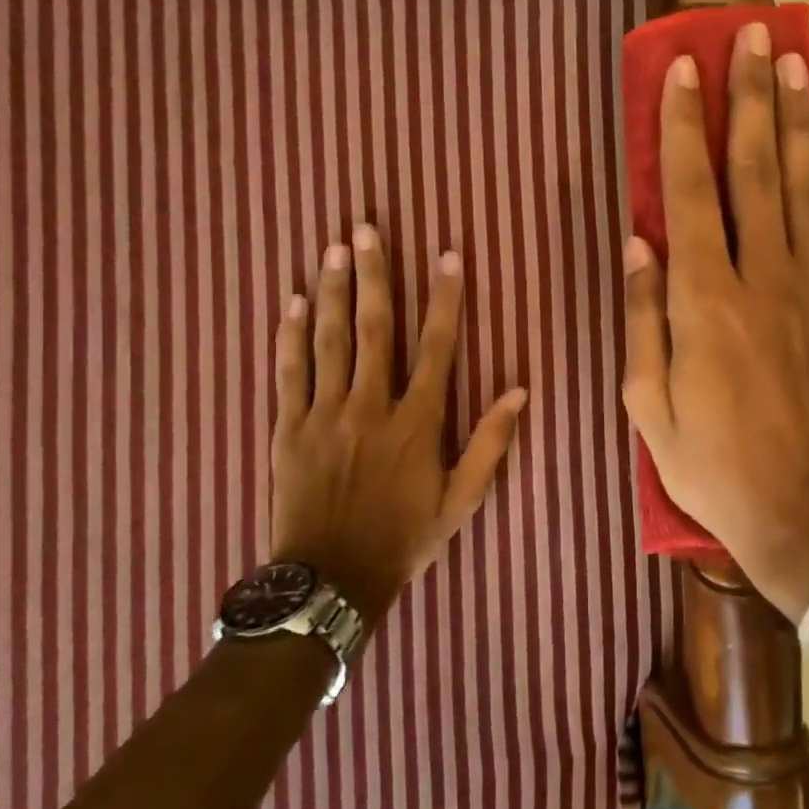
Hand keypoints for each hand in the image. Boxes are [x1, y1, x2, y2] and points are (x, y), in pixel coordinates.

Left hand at [272, 223, 526, 624]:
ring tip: (332, 249)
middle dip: (373, 275)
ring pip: (328, 340)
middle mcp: (369, 406)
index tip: (447, 256)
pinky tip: (291, 302)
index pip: (435, 346)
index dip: (444, 298)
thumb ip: (490, 443)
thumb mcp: (462, 500)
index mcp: (416, 421)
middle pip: (372, 328)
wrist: (330, 579)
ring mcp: (324, 414)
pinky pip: (289, 372)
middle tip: (365, 229)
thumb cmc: (404, 538)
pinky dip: (289, 335)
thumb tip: (520, 391)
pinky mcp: (288, 428)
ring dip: (330, 291)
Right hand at [621, 22, 808, 621]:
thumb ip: (643, 319)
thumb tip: (637, 244)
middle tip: (748, 37)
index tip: (683, 69)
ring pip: (803, 187)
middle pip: (755, 171)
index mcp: (704, 304)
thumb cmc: (716, 467)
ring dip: (796, 122)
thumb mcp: (650, 407)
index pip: (690, 194)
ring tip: (792, 65)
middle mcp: (762, 280)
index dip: (683, 127)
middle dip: (747, 99)